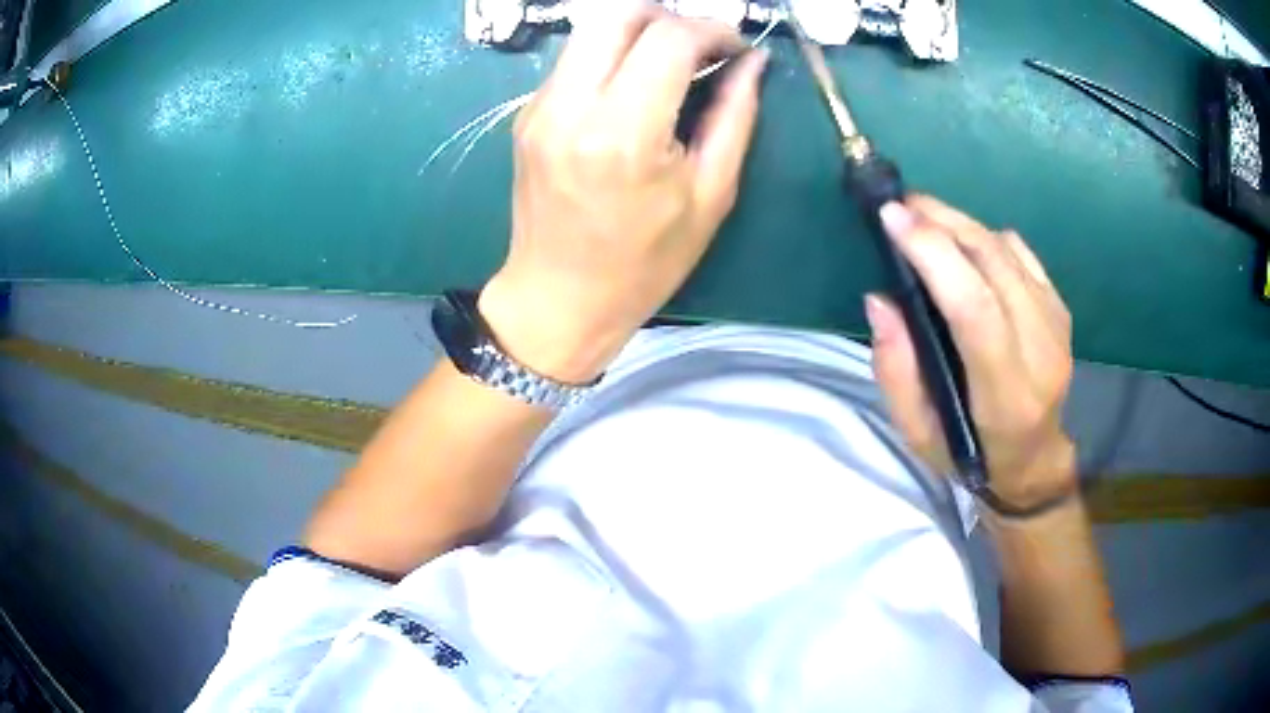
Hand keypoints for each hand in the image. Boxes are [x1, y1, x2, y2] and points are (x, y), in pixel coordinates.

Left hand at [477, 0, 768, 383]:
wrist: (558, 298)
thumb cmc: (643, 263)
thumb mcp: (710, 195)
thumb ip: (735, 116)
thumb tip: (753, 63)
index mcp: (623, 133)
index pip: (669, 37)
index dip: (713, 30)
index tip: (736, 48)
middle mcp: (571, 106)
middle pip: (617, 12)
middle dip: (669, 15)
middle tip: (700, 45)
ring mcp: (539, 107)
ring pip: (590, 29)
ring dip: (638, 30)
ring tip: (671, 61)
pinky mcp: (526, 115)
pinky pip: (572, 59)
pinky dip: (610, 55)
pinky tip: (631, 87)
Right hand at [866, 196, 1077, 509]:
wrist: (1034, 456)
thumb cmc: (969, 452)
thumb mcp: (917, 433)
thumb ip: (896, 370)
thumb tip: (881, 299)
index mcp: (1005, 395)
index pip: (974, 309)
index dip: (935, 254)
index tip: (892, 218)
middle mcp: (1041, 352)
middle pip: (993, 264)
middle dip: (942, 223)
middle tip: (900, 205)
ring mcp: (1056, 325)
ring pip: (1006, 250)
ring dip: (960, 223)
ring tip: (923, 215)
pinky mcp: (1059, 307)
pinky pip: (1020, 252)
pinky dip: (986, 237)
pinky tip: (964, 244)